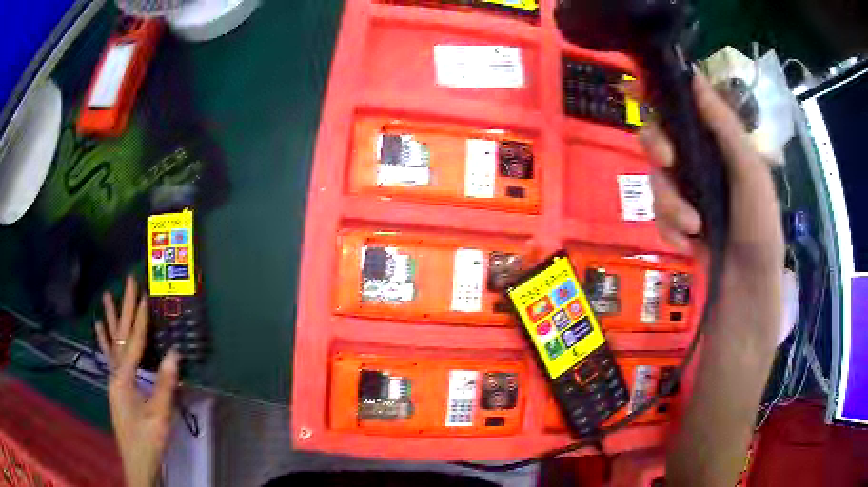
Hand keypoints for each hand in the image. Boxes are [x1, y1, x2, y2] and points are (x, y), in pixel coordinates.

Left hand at [96, 276, 179, 486]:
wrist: (136, 462)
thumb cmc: (147, 441)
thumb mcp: (159, 417)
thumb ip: (164, 385)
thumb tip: (174, 354)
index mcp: (124, 379)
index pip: (134, 343)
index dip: (140, 319)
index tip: (144, 294)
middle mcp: (115, 374)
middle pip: (121, 336)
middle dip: (125, 308)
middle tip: (128, 282)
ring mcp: (114, 381)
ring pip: (112, 344)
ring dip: (112, 319)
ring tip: (107, 296)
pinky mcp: (116, 388)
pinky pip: (110, 358)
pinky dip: (105, 340)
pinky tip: (100, 329)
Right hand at [639, 74, 784, 284]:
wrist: (748, 286)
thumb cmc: (759, 224)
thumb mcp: (749, 171)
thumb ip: (724, 125)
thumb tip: (693, 76)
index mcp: (717, 142)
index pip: (681, 107)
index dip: (656, 93)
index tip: (637, 89)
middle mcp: (698, 161)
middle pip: (657, 136)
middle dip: (656, 146)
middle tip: (667, 160)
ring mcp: (685, 192)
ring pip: (654, 179)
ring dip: (670, 203)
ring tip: (692, 227)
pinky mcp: (676, 222)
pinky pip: (657, 215)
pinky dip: (670, 230)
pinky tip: (688, 245)